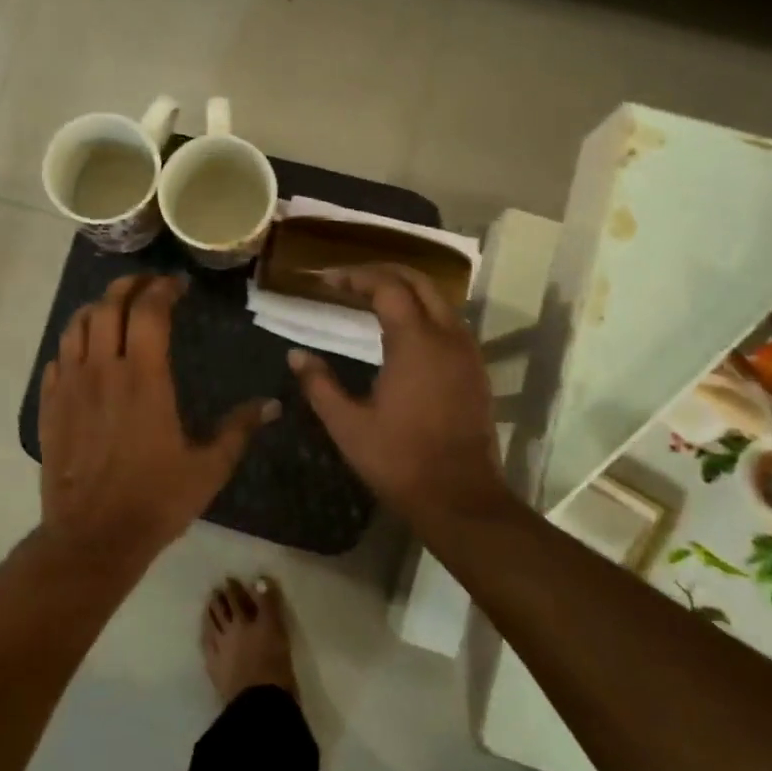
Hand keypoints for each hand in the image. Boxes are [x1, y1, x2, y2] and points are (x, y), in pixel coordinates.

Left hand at [39, 274, 276, 561]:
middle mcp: (103, 370)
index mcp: (144, 378)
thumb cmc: (156, 501)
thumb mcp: (208, 468)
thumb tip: (272, 404)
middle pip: (108, 305)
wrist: (92, 538)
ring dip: (96, 308)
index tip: (177, 286)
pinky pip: (57, 358)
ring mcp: (70, 386)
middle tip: (148, 285)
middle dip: (129, 285)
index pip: (149, 311)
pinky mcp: (50, 406)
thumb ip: (239, 429)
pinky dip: (73, 343)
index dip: (163, 289)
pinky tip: (86, 353)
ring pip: (76, 325)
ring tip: (115, 309)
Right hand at [289, 265, 508, 527]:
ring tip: (371, 298)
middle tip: (349, 280)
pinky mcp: (476, 370)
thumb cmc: (399, 460)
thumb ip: (319, 385)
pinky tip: (402, 331)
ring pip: (439, 300)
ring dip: (406, 289)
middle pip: (419, 281)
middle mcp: (447, 337)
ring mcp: (467, 353)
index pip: (387, 286)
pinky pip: (450, 322)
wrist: (460, 498)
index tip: (327, 280)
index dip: (355, 277)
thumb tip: (295, 355)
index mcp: (415, 343)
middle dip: (383, 272)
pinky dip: (424, 311)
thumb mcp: (347, 425)